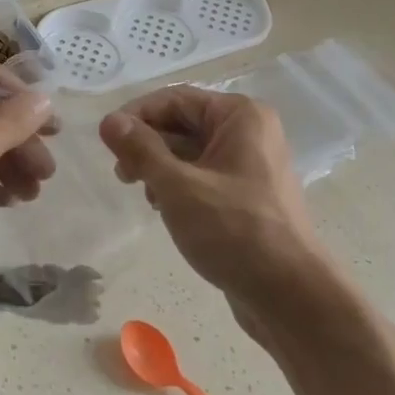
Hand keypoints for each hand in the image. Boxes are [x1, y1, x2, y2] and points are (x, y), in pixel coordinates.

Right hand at [99, 87, 335, 331]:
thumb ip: (141, 150)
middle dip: (148, 144)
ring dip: (160, 167)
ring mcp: (250, 165)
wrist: (289, 295)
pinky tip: (164, 208)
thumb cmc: (234, 230)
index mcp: (240, 115)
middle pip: (183, 123)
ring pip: (190, 152)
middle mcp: (249, 132)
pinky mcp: (246, 195)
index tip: (106, 141)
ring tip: (144, 195)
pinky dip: (178, 186)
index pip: (175, 99)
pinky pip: (203, 175)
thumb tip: (108, 120)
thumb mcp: (178, 186)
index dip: (137, 115)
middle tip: (121, 174)